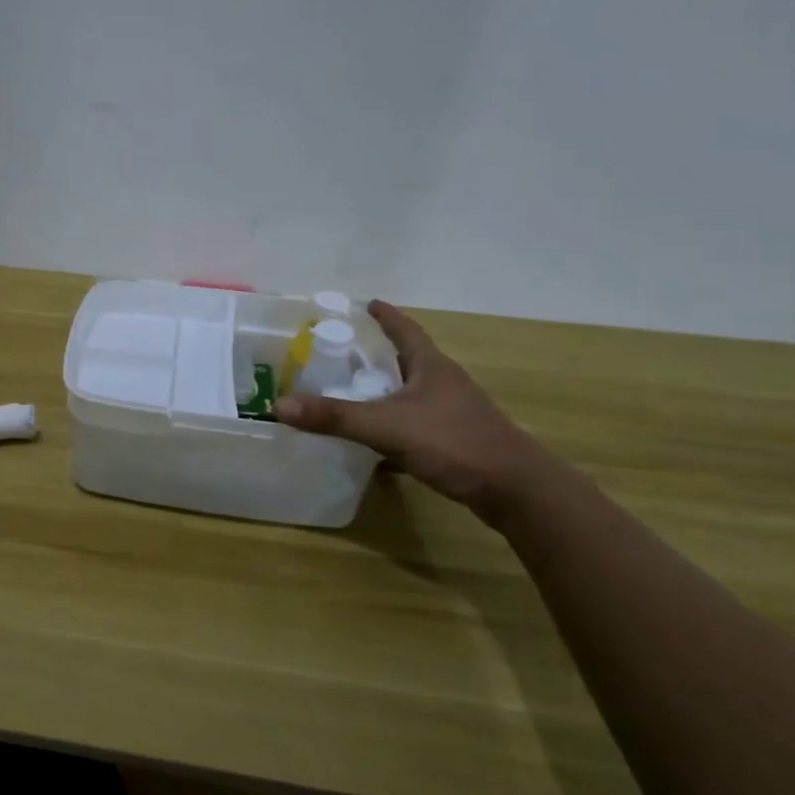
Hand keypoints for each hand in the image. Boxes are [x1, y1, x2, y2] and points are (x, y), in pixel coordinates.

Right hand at [275, 300, 542, 513]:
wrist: (515, 491)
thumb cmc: (454, 443)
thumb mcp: (387, 427)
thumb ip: (334, 417)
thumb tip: (278, 405)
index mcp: (431, 367)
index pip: (405, 330)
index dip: (385, 316)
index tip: (365, 303)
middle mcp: (443, 383)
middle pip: (407, 359)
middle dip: (377, 353)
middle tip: (341, 350)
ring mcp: (452, 413)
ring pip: (410, 392)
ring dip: (383, 389)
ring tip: (350, 390)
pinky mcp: (454, 441)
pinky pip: (414, 422)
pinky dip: (391, 423)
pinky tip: (373, 437)